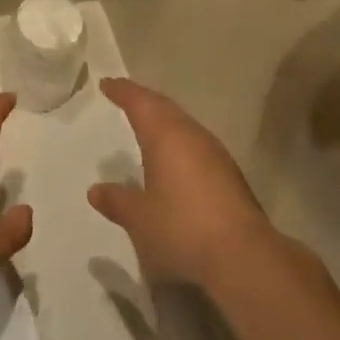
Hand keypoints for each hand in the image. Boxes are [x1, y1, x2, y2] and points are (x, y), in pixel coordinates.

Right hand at [90, 78, 279, 290]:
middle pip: (164, 107)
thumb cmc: (182, 228)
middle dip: (143, 100)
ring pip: (183, 124)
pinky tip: (175, 158)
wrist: (243, 255)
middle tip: (125, 96)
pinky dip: (179, 140)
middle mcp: (192, 135)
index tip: (107, 83)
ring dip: (164, 119)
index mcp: (166, 136)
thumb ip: (117, 201)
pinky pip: (196, 144)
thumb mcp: (140, 218)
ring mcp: (215, 153)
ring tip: (147, 124)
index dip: (122, 91)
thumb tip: (96, 190)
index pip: (140, 102)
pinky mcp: (229, 174)